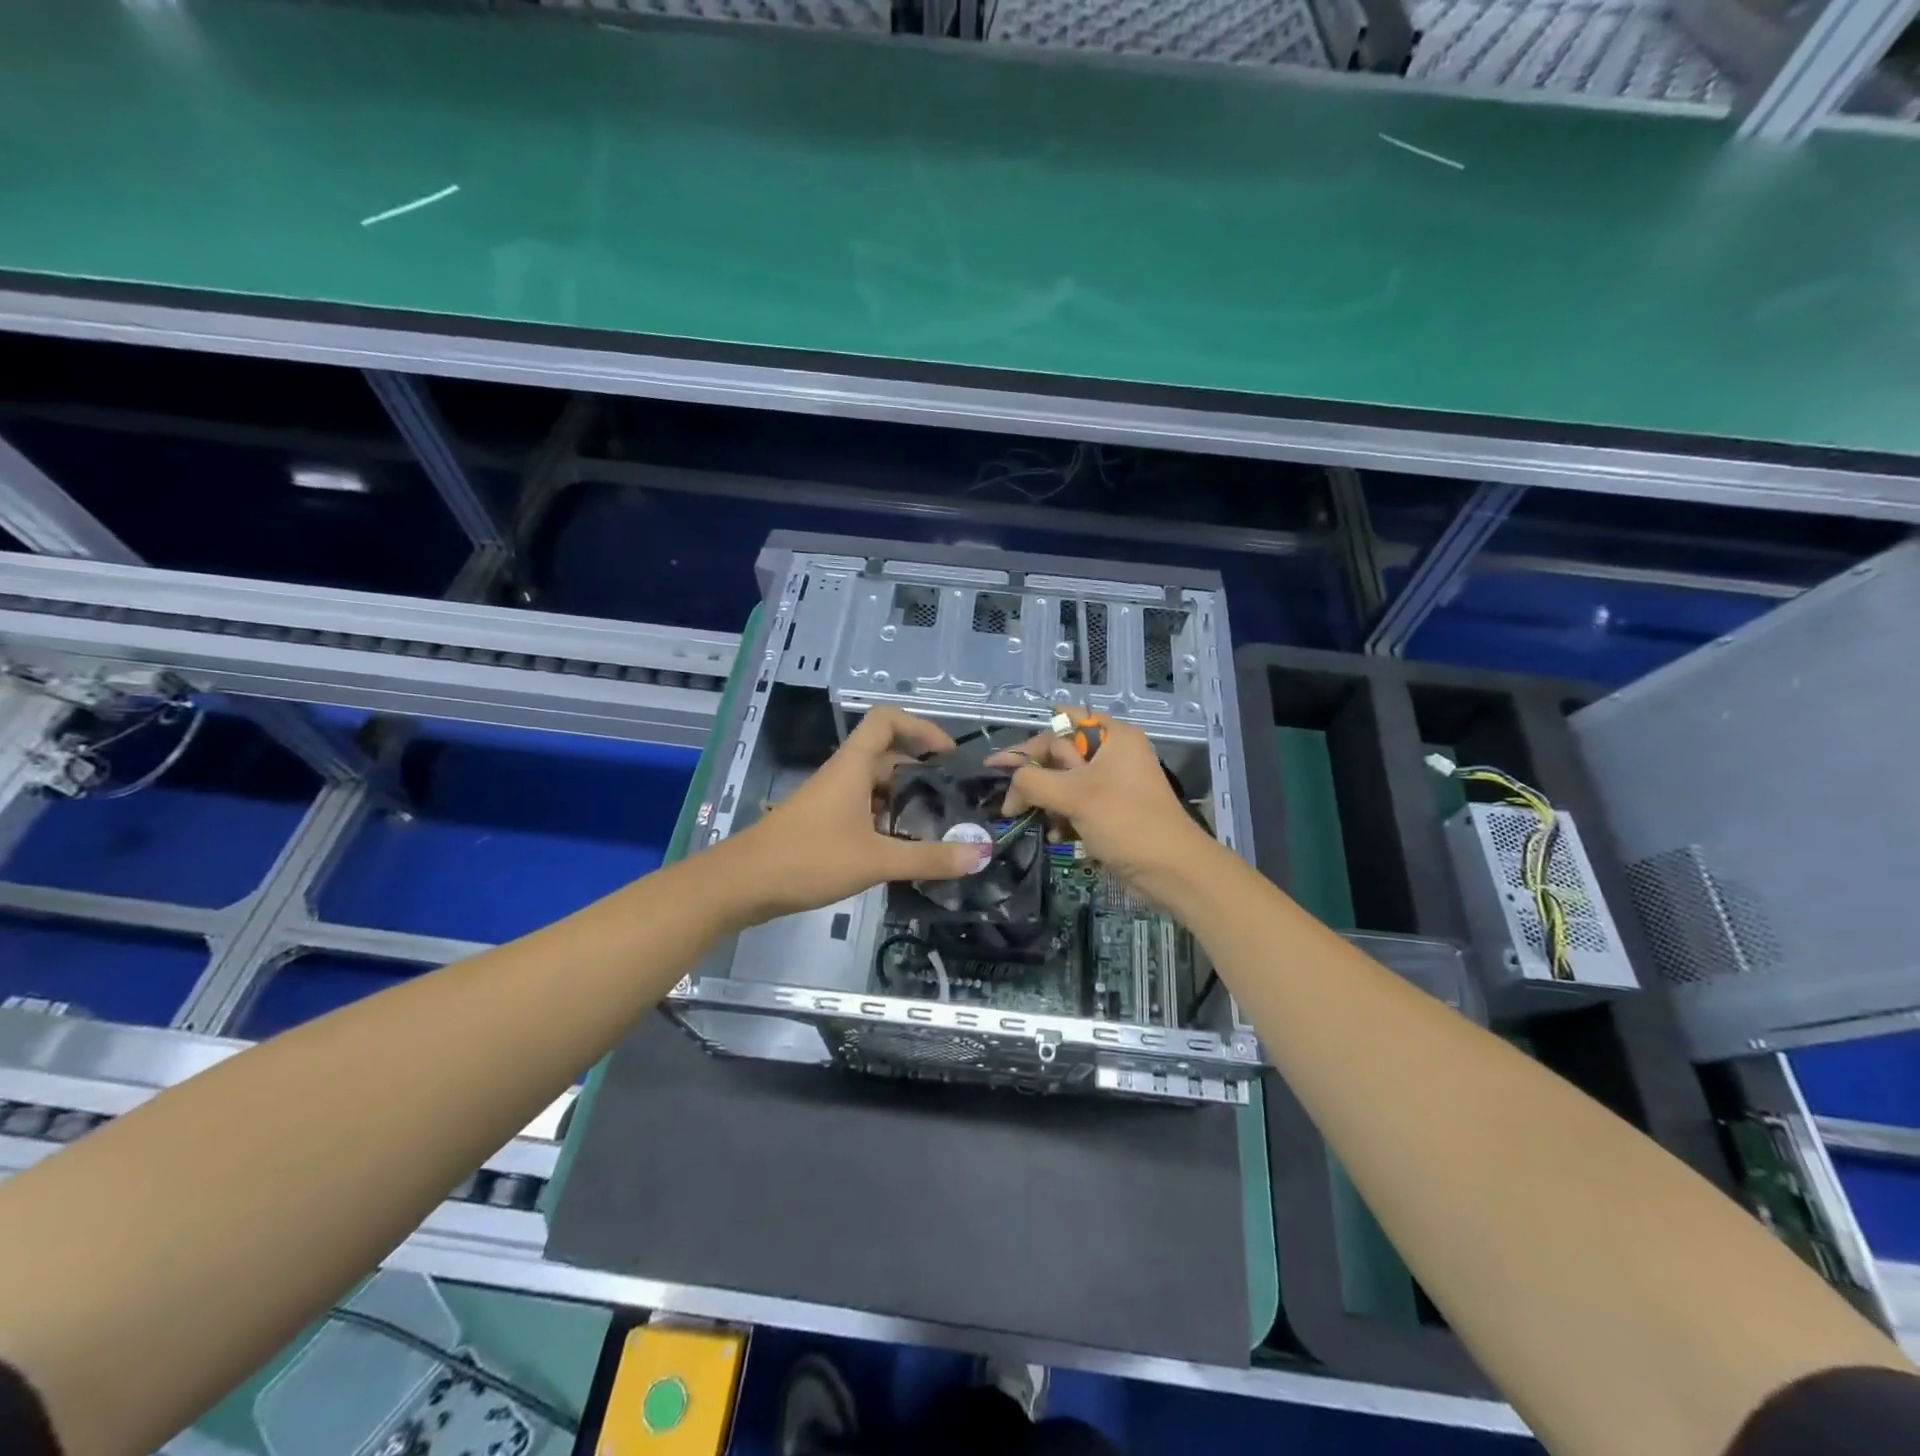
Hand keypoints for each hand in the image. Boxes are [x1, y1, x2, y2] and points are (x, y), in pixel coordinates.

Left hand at [718, 706, 990, 924]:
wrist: (743, 884)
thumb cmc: (808, 859)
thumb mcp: (875, 860)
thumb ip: (929, 858)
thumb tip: (982, 854)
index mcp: (853, 766)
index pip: (886, 720)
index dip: (920, 726)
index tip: (948, 754)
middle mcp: (843, 775)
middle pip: (887, 755)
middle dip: (922, 771)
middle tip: (955, 799)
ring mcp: (831, 799)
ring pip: (876, 786)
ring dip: (906, 799)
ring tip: (938, 826)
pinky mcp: (824, 823)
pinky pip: (864, 809)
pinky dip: (887, 820)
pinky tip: (903, 848)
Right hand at [987, 712, 1217, 900]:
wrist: (1172, 871)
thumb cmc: (1126, 822)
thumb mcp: (1075, 796)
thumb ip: (1033, 782)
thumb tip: (1009, 787)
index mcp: (1113, 737)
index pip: (1061, 724)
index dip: (1028, 744)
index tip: (997, 765)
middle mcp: (1113, 754)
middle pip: (1060, 755)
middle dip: (1034, 778)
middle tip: (1008, 800)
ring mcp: (1113, 783)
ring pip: (1065, 782)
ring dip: (1045, 801)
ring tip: (1025, 819)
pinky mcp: (1111, 810)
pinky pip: (1076, 804)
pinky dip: (1061, 817)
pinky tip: (1052, 835)